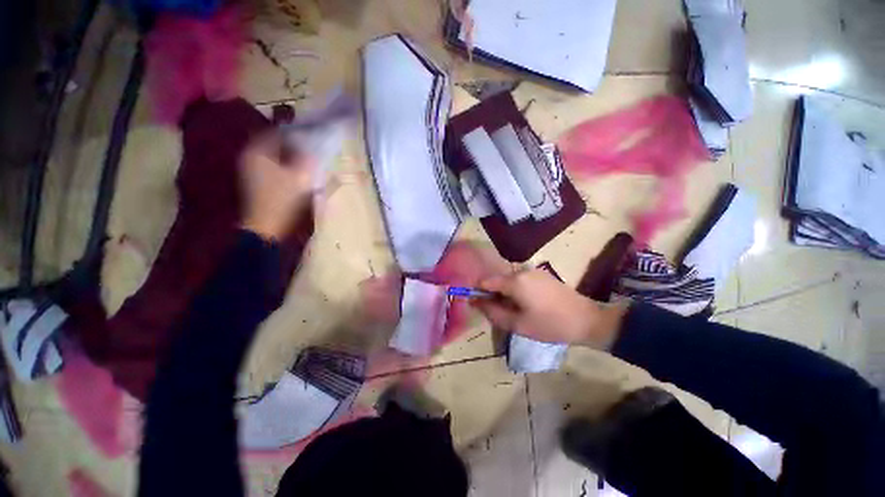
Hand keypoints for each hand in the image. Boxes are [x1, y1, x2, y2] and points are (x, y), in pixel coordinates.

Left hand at [239, 132, 314, 239]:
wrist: (267, 226)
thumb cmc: (282, 199)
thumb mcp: (300, 178)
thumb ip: (308, 159)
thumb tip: (315, 146)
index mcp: (257, 152)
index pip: (277, 133)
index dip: (296, 133)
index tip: (312, 135)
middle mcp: (251, 157)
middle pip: (276, 144)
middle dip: (295, 145)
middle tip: (312, 147)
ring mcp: (252, 170)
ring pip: (276, 156)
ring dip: (292, 156)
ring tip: (309, 159)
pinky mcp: (258, 182)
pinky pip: (275, 167)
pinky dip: (287, 166)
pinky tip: (299, 172)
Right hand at [473, 269, 627, 349]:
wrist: (587, 320)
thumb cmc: (550, 325)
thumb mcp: (517, 324)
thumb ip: (492, 312)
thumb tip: (474, 302)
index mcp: (514, 281)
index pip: (485, 281)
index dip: (478, 292)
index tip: (480, 306)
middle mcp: (521, 270)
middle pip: (497, 280)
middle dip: (494, 295)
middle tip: (501, 314)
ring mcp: (533, 271)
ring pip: (509, 281)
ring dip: (506, 294)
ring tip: (516, 312)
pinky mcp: (541, 274)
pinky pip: (520, 280)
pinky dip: (516, 291)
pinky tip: (527, 305)